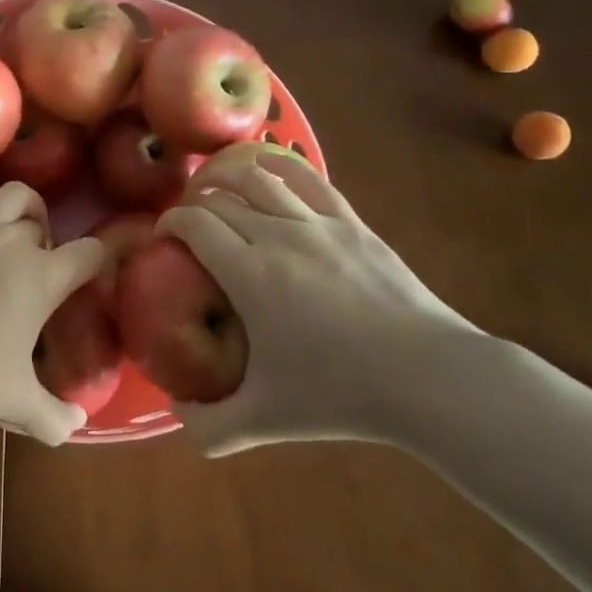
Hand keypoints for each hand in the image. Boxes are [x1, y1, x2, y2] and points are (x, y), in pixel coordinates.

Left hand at [0, 144, 108, 445]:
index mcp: (44, 278)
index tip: (99, 271)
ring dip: (24, 206)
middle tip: (37, 269)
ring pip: (11, 196)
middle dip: (49, 240)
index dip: (101, 260)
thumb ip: (54, 417)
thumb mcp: (17, 402)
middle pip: (45, 224)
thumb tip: (76, 428)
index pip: (90, 255)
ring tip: (22, 222)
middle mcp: (15, 242)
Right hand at [157, 154, 483, 454]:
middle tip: (187, 222)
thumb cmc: (341, 395)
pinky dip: (278, 166)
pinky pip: (307, 178)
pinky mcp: (351, 221)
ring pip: (258, 177)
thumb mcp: (265, 420)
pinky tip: (267, 169)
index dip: (169, 222)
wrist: (429, 378)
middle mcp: (277, 234)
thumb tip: (174, 411)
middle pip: (220, 198)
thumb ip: (209, 425)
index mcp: (249, 273)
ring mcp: (317, 223)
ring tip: (215, 186)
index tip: (162, 236)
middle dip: (193, 203)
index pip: (194, 224)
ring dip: (226, 176)